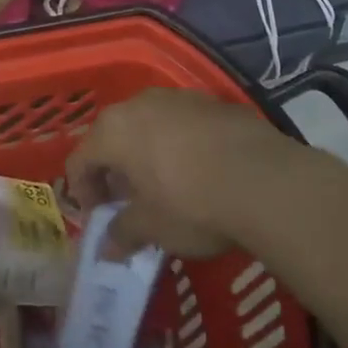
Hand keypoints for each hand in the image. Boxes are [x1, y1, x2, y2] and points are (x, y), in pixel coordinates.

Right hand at [66, 88, 341, 259]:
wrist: (267, 182)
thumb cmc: (192, 205)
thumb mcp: (152, 228)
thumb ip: (123, 233)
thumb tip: (106, 249)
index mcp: (113, 131)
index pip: (80, 160)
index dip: (83, 191)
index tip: (99, 217)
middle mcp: (139, 104)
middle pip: (112, 136)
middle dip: (114, 169)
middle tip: (126, 201)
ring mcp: (179, 98)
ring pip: (148, 125)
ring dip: (146, 153)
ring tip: (162, 185)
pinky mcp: (214, 102)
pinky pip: (182, 123)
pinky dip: (179, 144)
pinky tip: (198, 171)